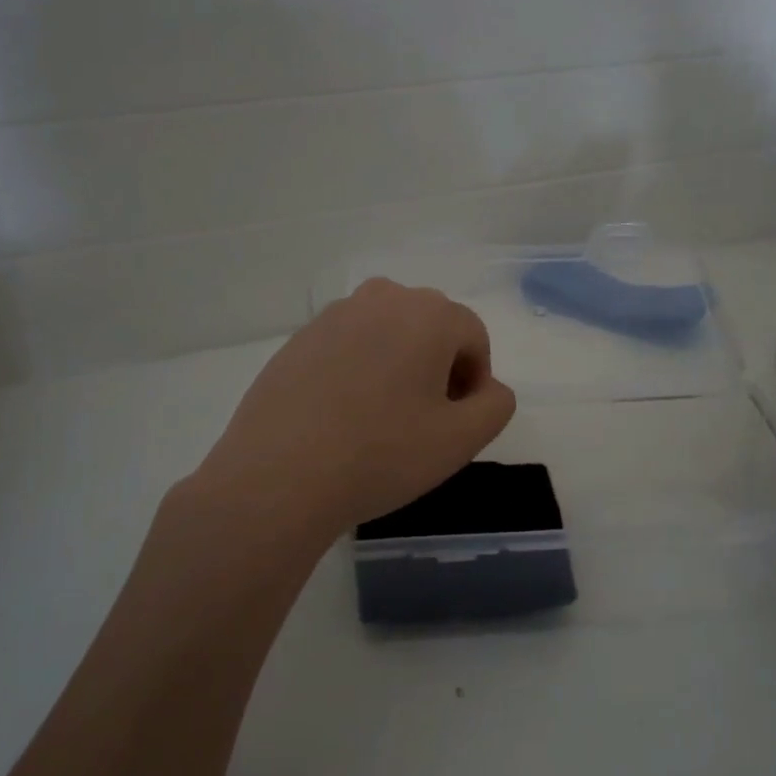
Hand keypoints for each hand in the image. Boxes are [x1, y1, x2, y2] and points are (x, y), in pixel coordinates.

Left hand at [198, 278, 517, 533]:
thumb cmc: (382, 454)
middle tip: (424, 422)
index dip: (475, 381)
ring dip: (399, 366)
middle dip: (439, 368)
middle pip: (431, 328)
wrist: (279, 476)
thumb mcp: (462, 440)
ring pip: (387, 334)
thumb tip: (487, 388)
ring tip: (383, 419)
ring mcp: (333, 316)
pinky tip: (343, 416)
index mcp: (428, 313)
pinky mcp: (298, 339)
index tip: (457, 423)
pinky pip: (348, 347)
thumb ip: (496, 405)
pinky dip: (358, 371)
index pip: (473, 336)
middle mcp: (382, 298)